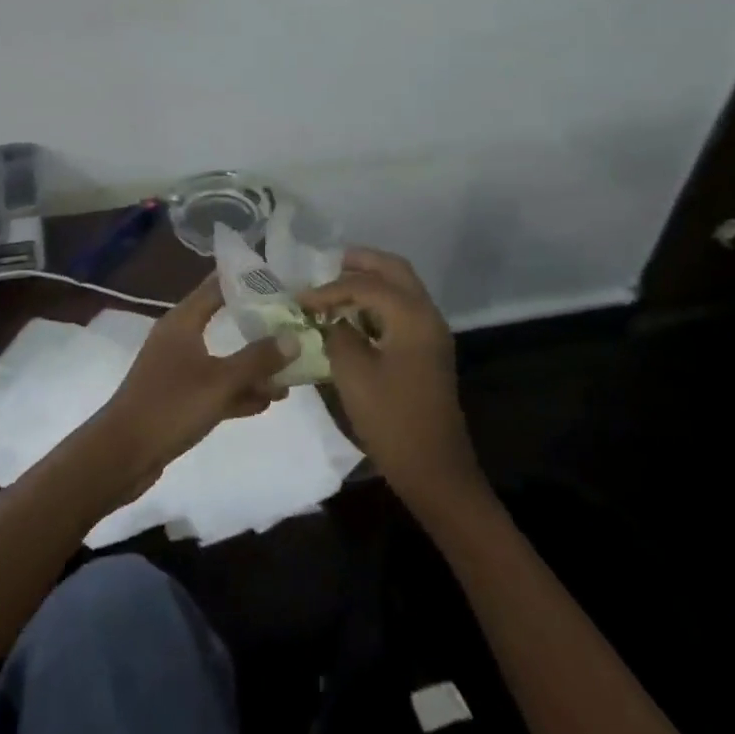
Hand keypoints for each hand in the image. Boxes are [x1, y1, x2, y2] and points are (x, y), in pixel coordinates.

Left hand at [95, 276, 296, 485]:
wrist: (122, 454)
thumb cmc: (170, 405)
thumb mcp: (220, 381)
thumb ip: (258, 359)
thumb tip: (294, 337)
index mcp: (182, 321)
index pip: (217, 286)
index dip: (247, 281)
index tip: (280, 278)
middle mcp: (179, 338)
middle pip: (224, 321)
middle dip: (259, 325)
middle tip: (295, 324)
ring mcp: (178, 369)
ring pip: (223, 359)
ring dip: (253, 365)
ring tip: (291, 371)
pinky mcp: (179, 399)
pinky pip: (216, 387)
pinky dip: (239, 391)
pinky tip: (268, 401)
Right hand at [299, 249, 485, 520]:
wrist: (434, 469)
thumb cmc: (391, 419)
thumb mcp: (353, 374)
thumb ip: (338, 335)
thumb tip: (332, 320)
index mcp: (411, 316)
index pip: (366, 285)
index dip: (330, 288)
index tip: (300, 300)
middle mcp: (427, 315)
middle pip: (394, 270)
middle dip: (361, 263)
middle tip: (327, 267)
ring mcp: (431, 333)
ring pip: (401, 288)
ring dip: (371, 281)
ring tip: (335, 288)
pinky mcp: (428, 351)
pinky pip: (403, 309)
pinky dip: (378, 302)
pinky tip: (353, 316)